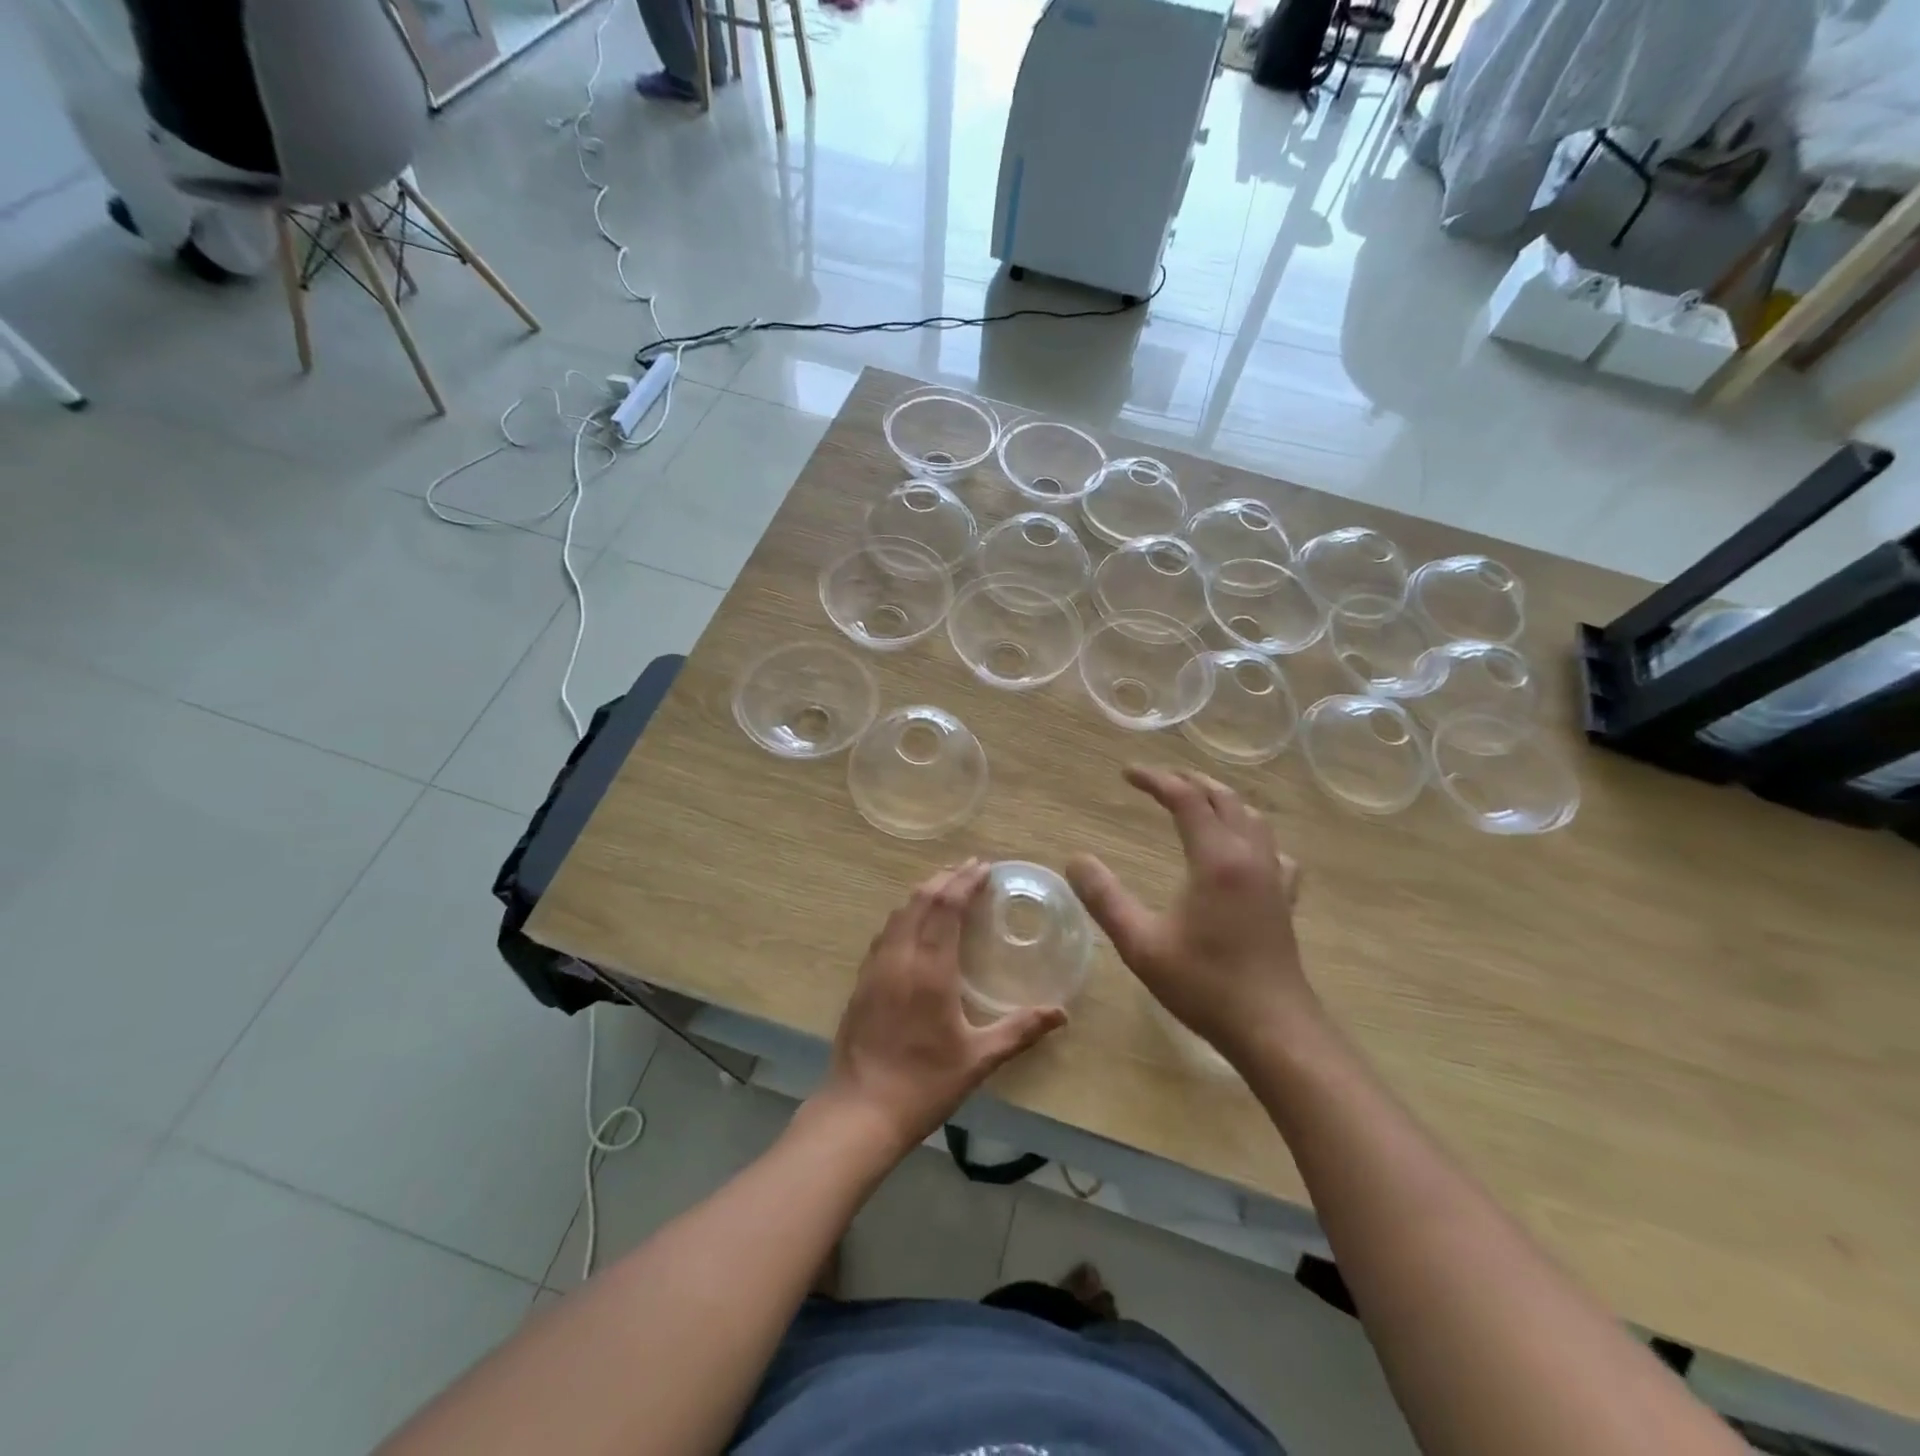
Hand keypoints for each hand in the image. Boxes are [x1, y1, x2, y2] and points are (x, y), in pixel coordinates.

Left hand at [815, 860, 1067, 1159]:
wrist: (860, 1110)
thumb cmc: (924, 1084)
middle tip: (969, 869)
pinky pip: (886, 933)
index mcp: (929, 969)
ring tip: (945, 887)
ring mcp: (875, 968)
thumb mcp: (979, 1059)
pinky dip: (905, 915)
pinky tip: (914, 925)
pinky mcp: (862, 981)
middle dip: (945, 879)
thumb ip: (1020, 1030)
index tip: (983, 867)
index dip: (964, 882)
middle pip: (920, 900)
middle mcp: (899, 957)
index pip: (946, 907)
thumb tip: (1061, 1013)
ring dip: (923, 894)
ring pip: (899, 913)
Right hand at [1066, 766, 1316, 1066]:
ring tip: (1196, 800)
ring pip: (1252, 818)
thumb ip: (1104, 899)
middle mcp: (1249, 857)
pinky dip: (1252, 835)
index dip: (1155, 780)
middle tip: (1158, 780)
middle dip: (1189, 780)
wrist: (1273, 1029)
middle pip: (1223, 798)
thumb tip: (1076, 859)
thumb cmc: (1204, 985)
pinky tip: (1244, 851)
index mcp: (1216, 859)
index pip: (1185, 799)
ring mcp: (1273, 878)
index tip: (1126, 774)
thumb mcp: (1141, 944)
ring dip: (1221, 800)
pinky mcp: (1284, 901)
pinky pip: (1273, 850)